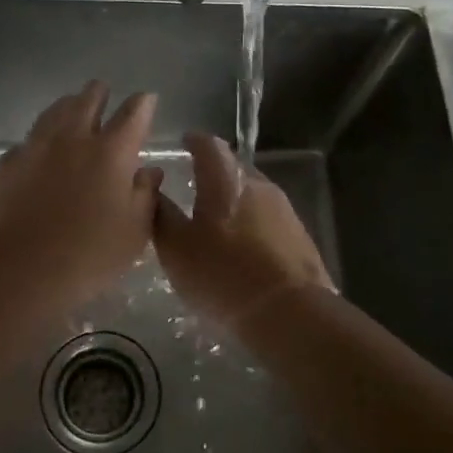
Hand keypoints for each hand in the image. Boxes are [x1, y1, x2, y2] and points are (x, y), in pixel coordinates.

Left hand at [0, 81, 161, 309]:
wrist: (18, 267)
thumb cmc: (89, 254)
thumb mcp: (134, 232)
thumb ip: (145, 196)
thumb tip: (150, 171)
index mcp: (112, 152)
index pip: (133, 115)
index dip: (143, 104)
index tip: (147, 98)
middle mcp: (74, 139)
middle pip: (87, 101)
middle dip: (99, 93)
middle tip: (102, 90)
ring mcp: (36, 147)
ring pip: (54, 112)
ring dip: (67, 105)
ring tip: (71, 104)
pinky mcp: (8, 163)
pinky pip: (28, 140)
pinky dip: (40, 138)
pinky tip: (38, 147)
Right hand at [153, 132, 333, 327]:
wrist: (289, 311)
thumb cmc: (222, 274)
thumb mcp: (176, 248)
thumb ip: (162, 215)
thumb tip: (153, 189)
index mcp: (225, 179)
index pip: (209, 144)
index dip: (194, 141)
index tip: (184, 143)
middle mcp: (257, 183)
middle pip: (233, 168)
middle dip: (214, 173)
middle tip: (194, 186)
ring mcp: (284, 208)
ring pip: (252, 194)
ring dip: (234, 200)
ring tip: (216, 221)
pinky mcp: (299, 235)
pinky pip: (268, 219)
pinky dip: (252, 223)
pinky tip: (242, 245)